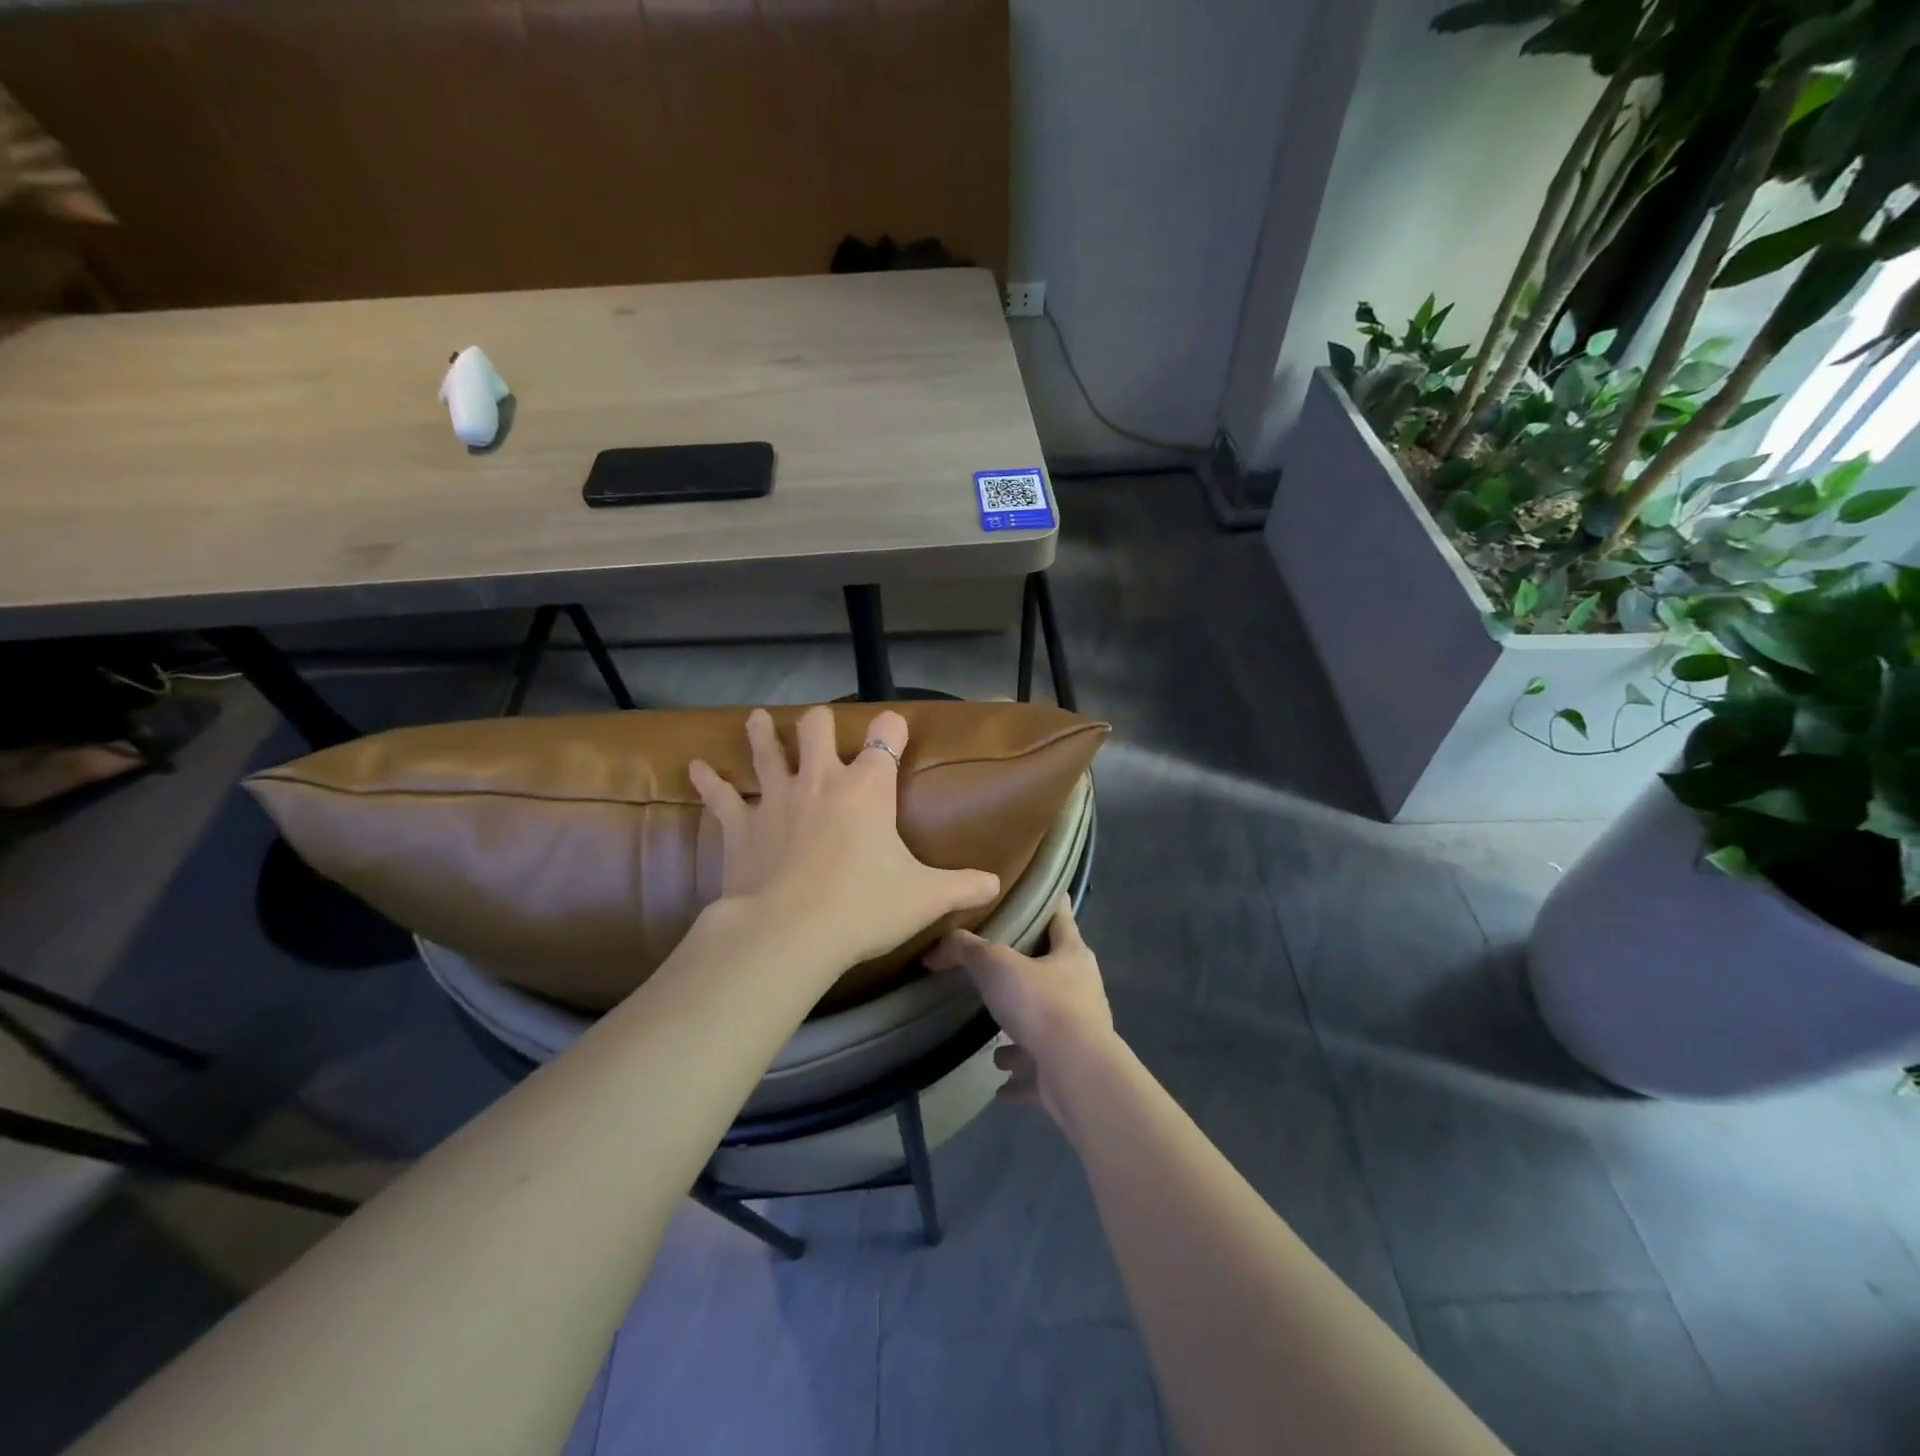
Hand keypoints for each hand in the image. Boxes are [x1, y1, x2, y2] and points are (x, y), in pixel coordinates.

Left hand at [689, 706, 1000, 971]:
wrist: (790, 933)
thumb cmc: (864, 908)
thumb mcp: (924, 898)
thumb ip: (962, 886)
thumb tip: (995, 884)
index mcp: (868, 788)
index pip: (885, 738)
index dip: (891, 728)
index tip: (893, 727)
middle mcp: (821, 780)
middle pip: (817, 728)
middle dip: (820, 723)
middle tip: (819, 726)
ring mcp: (776, 797)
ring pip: (766, 749)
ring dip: (761, 733)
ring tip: (755, 719)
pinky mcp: (740, 824)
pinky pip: (720, 794)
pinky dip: (708, 780)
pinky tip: (696, 767)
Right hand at [926, 897, 1112, 1120]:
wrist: (1076, 1074)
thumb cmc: (1041, 1004)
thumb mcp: (995, 965)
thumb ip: (966, 950)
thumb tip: (936, 948)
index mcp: (1072, 954)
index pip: (1061, 917)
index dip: (1051, 902)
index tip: (1039, 893)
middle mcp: (1082, 989)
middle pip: (1054, 970)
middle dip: (1027, 971)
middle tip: (997, 967)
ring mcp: (1080, 1032)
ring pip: (1047, 1023)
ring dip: (1022, 1029)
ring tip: (993, 1037)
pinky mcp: (1071, 1070)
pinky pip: (1040, 1069)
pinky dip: (1021, 1075)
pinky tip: (999, 1083)